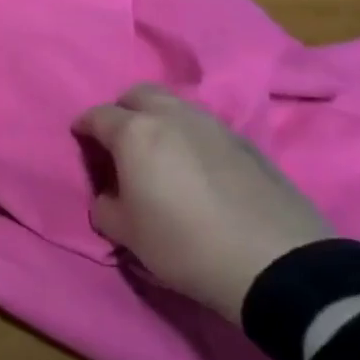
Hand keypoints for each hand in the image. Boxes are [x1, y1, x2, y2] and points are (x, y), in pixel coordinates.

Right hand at [75, 84, 330, 321]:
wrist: (277, 265)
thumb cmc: (184, 244)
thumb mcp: (126, 233)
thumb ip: (105, 205)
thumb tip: (110, 196)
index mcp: (135, 133)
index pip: (97, 115)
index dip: (84, 128)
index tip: (82, 143)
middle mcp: (173, 117)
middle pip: (139, 94)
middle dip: (123, 110)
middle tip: (120, 141)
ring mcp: (215, 127)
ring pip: (177, 107)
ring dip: (161, 121)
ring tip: (160, 155)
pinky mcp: (249, 145)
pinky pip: (206, 128)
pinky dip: (192, 138)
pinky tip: (197, 170)